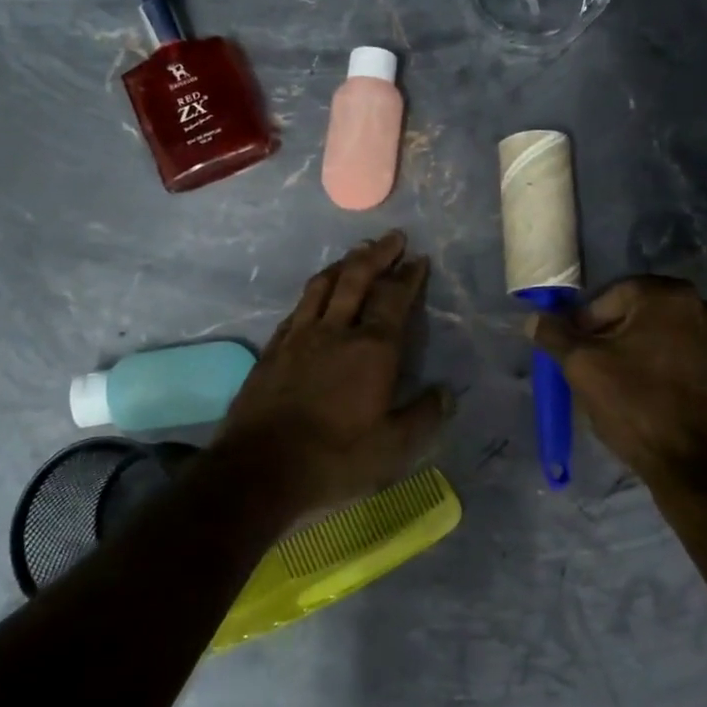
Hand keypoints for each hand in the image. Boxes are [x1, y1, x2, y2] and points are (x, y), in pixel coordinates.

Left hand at [210, 231, 451, 518]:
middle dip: (377, 254)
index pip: (394, 300)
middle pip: (357, 279)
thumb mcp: (392, 448)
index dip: (408, 277)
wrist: (259, 468)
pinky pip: (297, 308)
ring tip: (356, 253)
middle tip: (392, 237)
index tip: (418, 259)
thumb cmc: (334, 458)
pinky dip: (313, 293)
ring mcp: (299, 337)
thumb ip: (422, 417)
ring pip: (323, 286)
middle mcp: (336, 331)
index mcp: (372, 350)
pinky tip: (315, 295)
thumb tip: (447, 393)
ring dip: (343, 264)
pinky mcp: (273, 350)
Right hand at [529, 276, 706, 490]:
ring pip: (672, 338)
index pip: (613, 296)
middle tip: (598, 368)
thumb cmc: (638, 407)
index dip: (588, 322)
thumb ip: (556, 336)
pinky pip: (697, 361)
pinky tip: (661, 400)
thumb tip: (534, 319)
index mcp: (669, 296)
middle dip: (617, 336)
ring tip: (628, 387)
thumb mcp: (583, 369)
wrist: (703, 469)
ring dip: (648, 353)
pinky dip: (676, 371)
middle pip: (645, 314)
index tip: (576, 351)